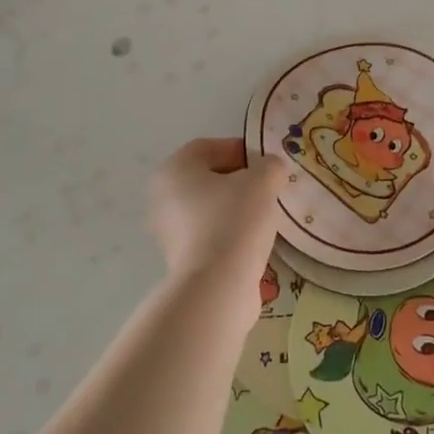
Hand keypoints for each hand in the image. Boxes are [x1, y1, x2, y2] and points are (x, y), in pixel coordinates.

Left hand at [148, 137, 286, 287]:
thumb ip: (270, 166)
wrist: (217, 286)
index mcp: (174, 170)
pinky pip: (209, 234)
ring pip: (209, 208)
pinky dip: (230, 232)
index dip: (241, 150)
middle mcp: (163, 197)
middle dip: (240, 180)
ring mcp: (168, 231)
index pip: (208, 148)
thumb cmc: (234, 220)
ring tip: (265, 216)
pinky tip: (253, 240)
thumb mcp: (262, 181)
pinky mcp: (180, 258)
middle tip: (269, 188)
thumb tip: (271, 169)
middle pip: (208, 178)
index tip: (267, 164)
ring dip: (236, 207)